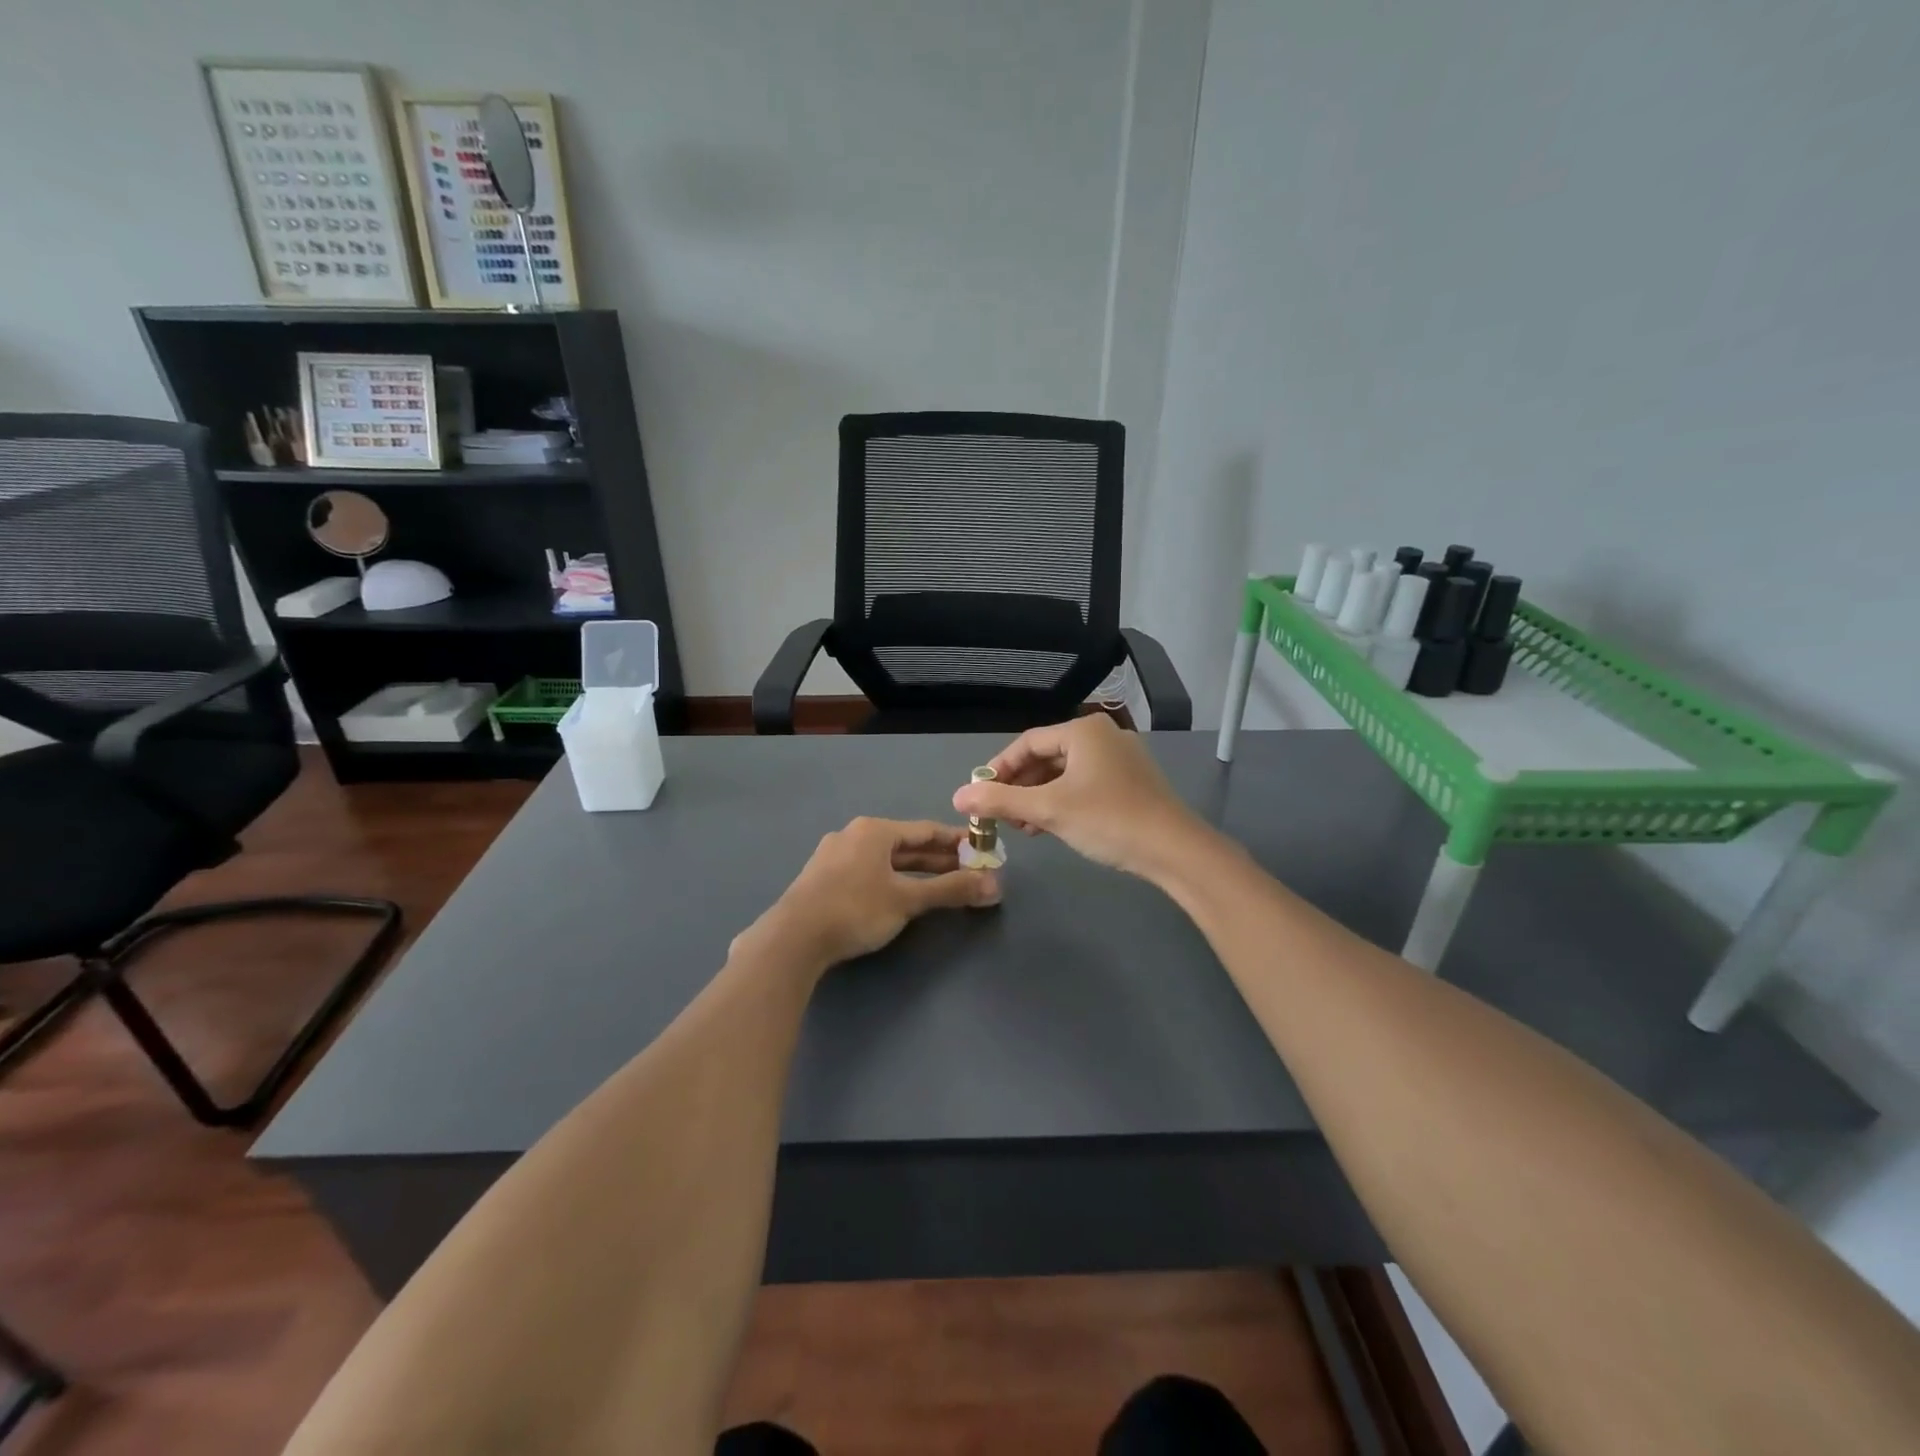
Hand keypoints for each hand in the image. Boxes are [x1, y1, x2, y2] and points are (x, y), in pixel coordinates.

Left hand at [739, 818, 1000, 975]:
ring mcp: (835, 856)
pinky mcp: (824, 879)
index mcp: (874, 830)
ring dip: (916, 871)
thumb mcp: (907, 900)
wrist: (792, 938)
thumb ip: (950, 890)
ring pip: (886, 860)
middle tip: (969, 871)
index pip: (926, 830)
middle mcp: (854, 835)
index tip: (981, 850)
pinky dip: (892, 880)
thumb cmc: (855, 910)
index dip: (957, 841)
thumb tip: (994, 886)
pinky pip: (868, 871)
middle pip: (906, 845)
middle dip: (939, 859)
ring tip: (943, 884)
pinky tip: (901, 894)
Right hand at [950, 715, 1209, 879]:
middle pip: (1046, 756)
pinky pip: (1085, 784)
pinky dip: (1063, 801)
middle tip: (1000, 815)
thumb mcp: (1048, 809)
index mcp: (1083, 730)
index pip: (1026, 743)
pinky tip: (1051, 826)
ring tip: (1023, 826)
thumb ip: (1000, 800)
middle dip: (1019, 786)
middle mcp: (1102, 736)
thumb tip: (958, 796)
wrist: (1174, 849)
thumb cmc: (1107, 819)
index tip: (980, 796)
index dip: (998, 769)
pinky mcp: (1131, 781)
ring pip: (1065, 773)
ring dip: (1039, 797)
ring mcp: (1121, 758)